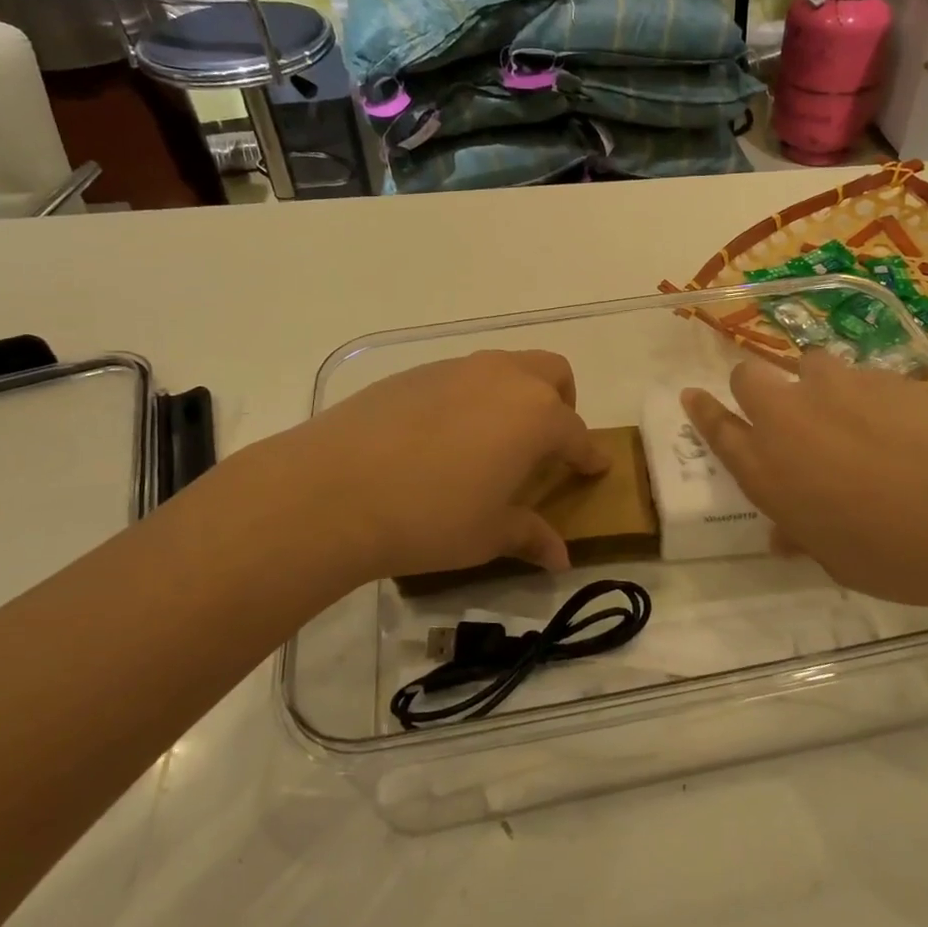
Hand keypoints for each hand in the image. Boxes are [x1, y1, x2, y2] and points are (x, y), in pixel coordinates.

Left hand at [224, 349, 607, 586]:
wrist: (332, 491)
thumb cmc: (430, 517)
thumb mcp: (488, 534)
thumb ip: (530, 536)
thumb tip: (561, 559)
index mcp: (536, 416)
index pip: (577, 433)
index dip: (589, 454)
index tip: (595, 467)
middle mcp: (504, 379)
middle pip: (552, 373)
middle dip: (562, 403)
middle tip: (546, 442)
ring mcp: (457, 369)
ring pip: (506, 367)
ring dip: (515, 396)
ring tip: (493, 441)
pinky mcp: (415, 373)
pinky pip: (461, 377)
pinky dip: (471, 399)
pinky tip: (443, 438)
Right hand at [681, 351, 927, 606]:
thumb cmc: (894, 554)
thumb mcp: (837, 559)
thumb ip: (803, 536)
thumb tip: (786, 536)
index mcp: (766, 468)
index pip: (717, 428)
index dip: (702, 410)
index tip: (692, 395)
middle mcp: (789, 418)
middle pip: (748, 378)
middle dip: (754, 388)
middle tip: (780, 413)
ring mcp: (836, 389)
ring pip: (805, 364)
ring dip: (812, 383)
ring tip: (844, 413)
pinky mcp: (883, 376)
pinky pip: (859, 376)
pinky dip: (864, 393)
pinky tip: (897, 423)